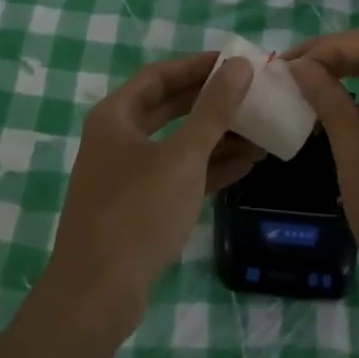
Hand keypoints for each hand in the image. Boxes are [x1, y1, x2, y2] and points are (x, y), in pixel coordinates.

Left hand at [45, 52, 258, 326]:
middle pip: (170, 107)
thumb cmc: (138, 213)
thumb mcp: (182, 157)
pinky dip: (208, 167)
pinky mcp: (139, 206)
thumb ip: (213, 110)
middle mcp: (117, 137)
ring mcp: (127, 173)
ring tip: (260, 130)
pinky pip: (177, 174)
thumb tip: (239, 66)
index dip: (198, 66)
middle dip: (211, 102)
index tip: (236, 62)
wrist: (97, 295)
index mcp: (116, 116)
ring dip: (216, 137)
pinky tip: (246, 164)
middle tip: (252, 94)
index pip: (161, 75)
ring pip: (177, 143)